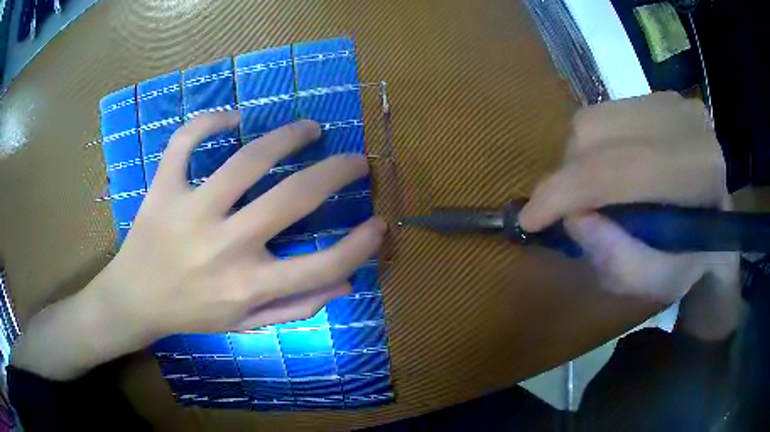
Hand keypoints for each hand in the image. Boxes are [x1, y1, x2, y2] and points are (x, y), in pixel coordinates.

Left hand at [107, 112, 384, 337]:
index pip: (321, 266)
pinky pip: (185, 142)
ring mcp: (190, 212)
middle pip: (293, 198)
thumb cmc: (191, 314)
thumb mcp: (246, 325)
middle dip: (336, 172)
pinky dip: (209, 122)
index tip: (379, 223)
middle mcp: (224, 247)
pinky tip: (232, 118)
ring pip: (247, 159)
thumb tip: (345, 284)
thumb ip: (296, 307)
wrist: (134, 301)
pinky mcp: (162, 190)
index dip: (360, 245)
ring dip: (287, 136)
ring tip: (308, 128)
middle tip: (355, 160)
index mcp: (248, 287)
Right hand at [518, 92, 737, 305]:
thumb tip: (572, 217)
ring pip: (594, 118)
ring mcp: (671, 100)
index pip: (618, 169)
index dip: (565, 192)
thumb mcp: (655, 281)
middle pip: (595, 133)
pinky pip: (604, 113)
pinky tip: (611, 168)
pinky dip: (595, 145)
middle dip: (569, 176)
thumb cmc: (692, 259)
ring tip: (593, 190)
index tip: (529, 220)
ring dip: (580, 160)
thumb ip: (616, 259)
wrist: (718, 220)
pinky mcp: (659, 94)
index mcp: (697, 173)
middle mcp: (685, 122)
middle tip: (572, 210)